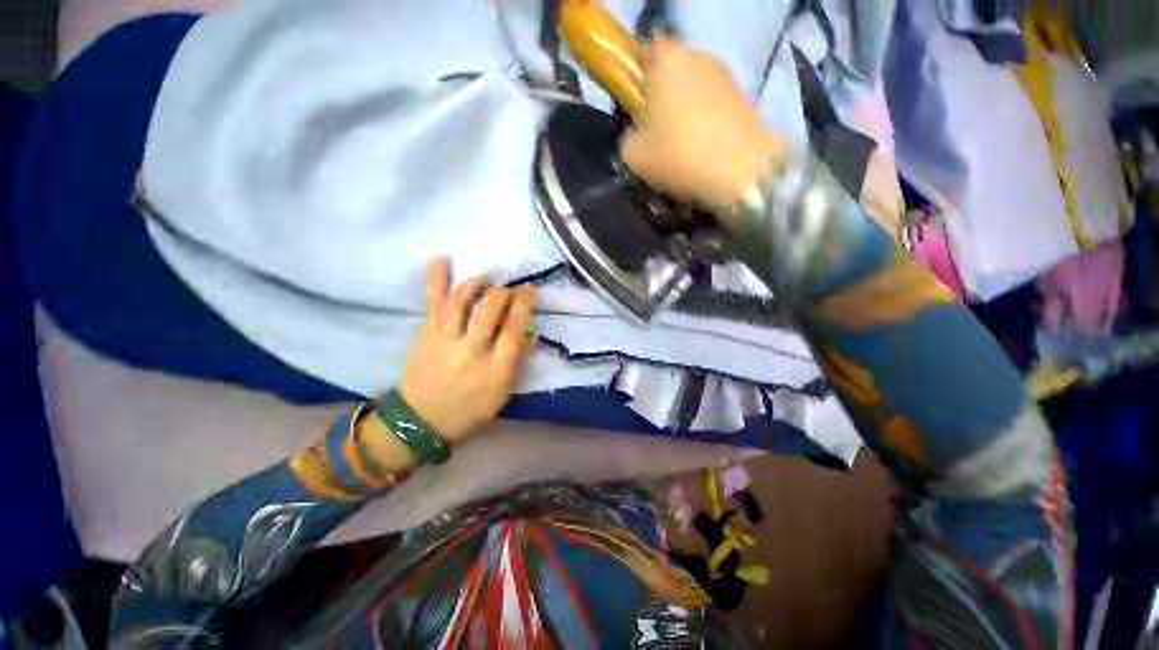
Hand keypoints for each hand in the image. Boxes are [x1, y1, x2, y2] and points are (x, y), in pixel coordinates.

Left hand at [398, 259, 537, 441]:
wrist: (422, 420)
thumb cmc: (471, 408)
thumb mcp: (504, 391)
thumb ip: (519, 360)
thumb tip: (529, 331)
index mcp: (496, 367)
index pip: (515, 326)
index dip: (525, 302)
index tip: (531, 290)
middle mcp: (472, 349)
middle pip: (491, 308)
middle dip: (503, 292)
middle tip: (507, 289)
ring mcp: (445, 339)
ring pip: (463, 300)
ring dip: (478, 283)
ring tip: (485, 280)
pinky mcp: (425, 333)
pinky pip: (433, 301)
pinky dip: (437, 279)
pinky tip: (442, 260)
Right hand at [620, 39, 784, 213]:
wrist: (739, 171)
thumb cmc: (678, 155)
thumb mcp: (634, 156)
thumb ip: (628, 138)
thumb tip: (637, 135)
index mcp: (667, 60)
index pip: (645, 57)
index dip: (640, 86)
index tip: (637, 114)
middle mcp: (698, 56)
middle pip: (672, 74)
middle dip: (663, 100)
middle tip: (657, 134)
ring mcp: (726, 75)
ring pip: (694, 91)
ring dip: (686, 113)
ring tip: (683, 147)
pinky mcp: (745, 96)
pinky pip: (714, 106)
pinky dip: (707, 123)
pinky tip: (704, 150)